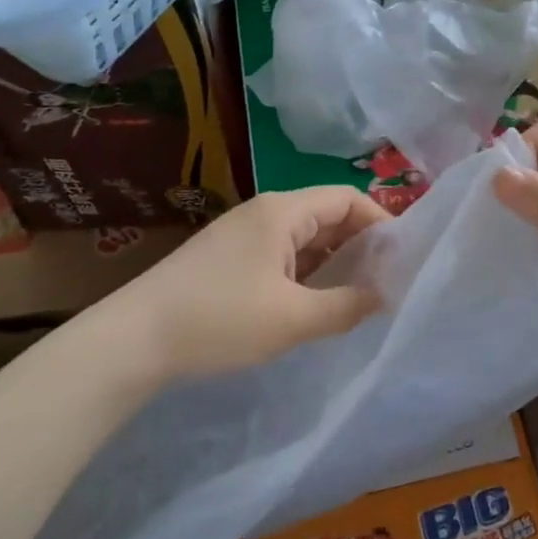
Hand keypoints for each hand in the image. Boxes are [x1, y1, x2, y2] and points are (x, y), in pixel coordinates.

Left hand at [119, 187, 389, 382]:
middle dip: (360, 245)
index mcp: (283, 211)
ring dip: (333, 262)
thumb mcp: (292, 319)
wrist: (134, 339)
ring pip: (304, 238)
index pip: (347, 199)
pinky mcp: (229, 257)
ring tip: (358, 297)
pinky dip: (306, 273)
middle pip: (327, 215)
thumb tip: (385, 296)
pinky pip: (282, 255)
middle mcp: (265, 212)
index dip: (381, 224)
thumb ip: (346, 306)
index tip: (403, 260)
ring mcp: (243, 234)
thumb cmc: (219, 320)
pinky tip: (314, 303)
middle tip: (388, 283)